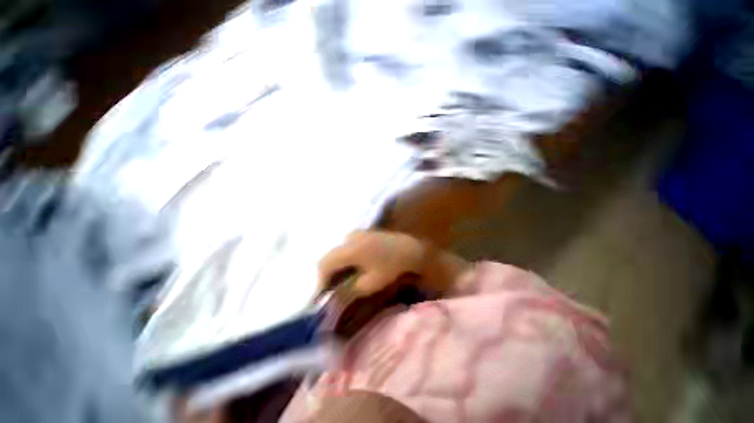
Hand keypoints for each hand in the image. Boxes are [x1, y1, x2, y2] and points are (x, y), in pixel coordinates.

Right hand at [318, 230, 426, 296]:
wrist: (410, 248)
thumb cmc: (392, 266)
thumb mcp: (371, 283)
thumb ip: (349, 289)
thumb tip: (335, 294)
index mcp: (350, 249)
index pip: (325, 264)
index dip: (320, 280)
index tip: (321, 296)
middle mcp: (350, 238)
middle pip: (329, 256)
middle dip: (327, 274)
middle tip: (329, 290)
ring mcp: (357, 233)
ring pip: (337, 251)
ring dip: (335, 266)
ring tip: (339, 281)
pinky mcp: (363, 234)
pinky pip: (346, 247)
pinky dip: (344, 259)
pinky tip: (350, 269)